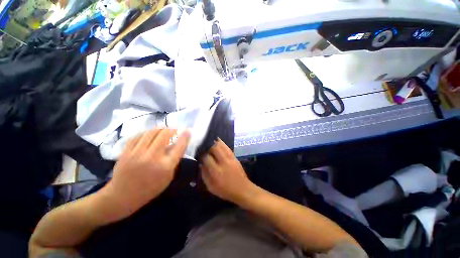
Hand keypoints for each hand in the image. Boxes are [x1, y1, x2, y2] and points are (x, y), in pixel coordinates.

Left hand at [103, 129, 189, 219]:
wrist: (122, 196)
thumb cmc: (150, 188)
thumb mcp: (168, 176)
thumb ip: (174, 160)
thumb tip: (177, 143)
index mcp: (165, 166)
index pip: (179, 147)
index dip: (185, 137)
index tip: (188, 131)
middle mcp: (152, 158)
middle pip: (164, 135)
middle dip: (171, 129)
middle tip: (173, 130)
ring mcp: (137, 154)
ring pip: (150, 133)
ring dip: (159, 128)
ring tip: (163, 129)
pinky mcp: (125, 152)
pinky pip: (137, 136)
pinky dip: (146, 132)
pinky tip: (149, 133)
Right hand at [201, 139, 255, 203]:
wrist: (242, 189)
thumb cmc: (225, 190)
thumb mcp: (211, 187)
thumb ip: (204, 175)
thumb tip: (201, 164)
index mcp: (216, 171)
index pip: (207, 158)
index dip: (202, 154)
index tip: (200, 154)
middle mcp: (223, 162)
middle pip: (215, 148)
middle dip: (208, 146)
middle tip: (205, 148)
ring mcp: (230, 159)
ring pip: (222, 146)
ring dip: (215, 143)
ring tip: (210, 142)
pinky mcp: (235, 157)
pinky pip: (227, 148)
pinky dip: (222, 144)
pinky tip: (219, 142)